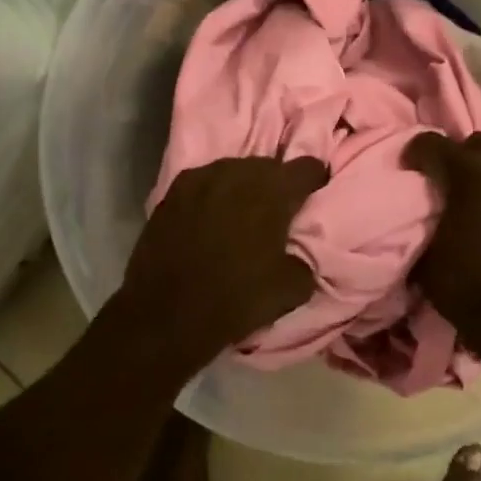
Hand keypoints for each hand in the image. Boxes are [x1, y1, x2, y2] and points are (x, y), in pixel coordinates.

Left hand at [112, 156, 327, 374]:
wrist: (165, 315)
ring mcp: (201, 179)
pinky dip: (213, 195)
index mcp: (273, 192)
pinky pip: (204, 183)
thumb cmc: (236, 300)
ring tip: (243, 212)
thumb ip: (304, 261)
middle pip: (268, 166)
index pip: (306, 167)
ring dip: (243, 186)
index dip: (315, 178)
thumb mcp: (291, 290)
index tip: (314, 193)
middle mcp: (238, 173)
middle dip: (277, 183)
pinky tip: (211, 216)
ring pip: (234, 170)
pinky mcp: (172, 192)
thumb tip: (298, 254)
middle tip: (278, 209)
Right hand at [405, 132, 480, 371]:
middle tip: (446, 181)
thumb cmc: (473, 293)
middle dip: (458, 155)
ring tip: (479, 198)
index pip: (435, 144)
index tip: (409, 168)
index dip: (416, 152)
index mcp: (474, 177)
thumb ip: (426, 223)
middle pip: (478, 143)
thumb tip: (425, 214)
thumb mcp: (430, 260)